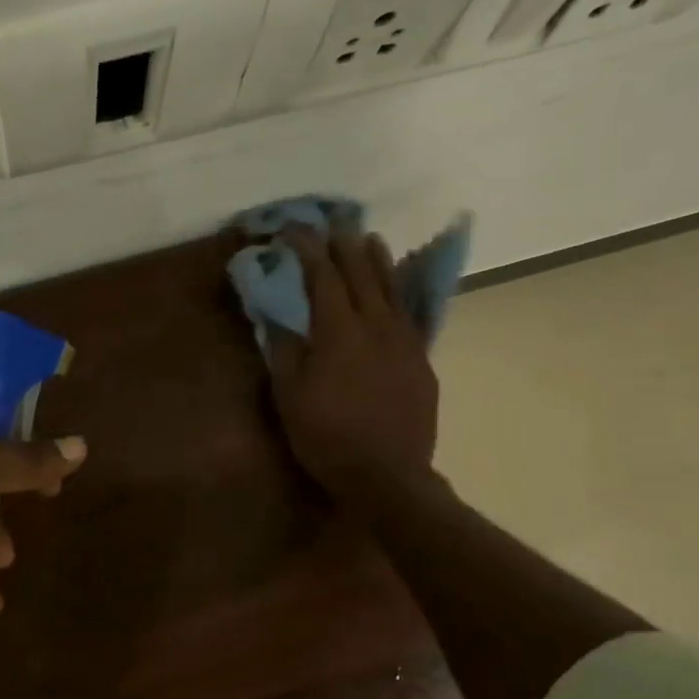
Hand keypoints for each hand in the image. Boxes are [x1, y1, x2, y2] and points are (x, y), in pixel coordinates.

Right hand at [268, 228, 437, 499]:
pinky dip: (399, 293)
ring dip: (377, 260)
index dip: (307, 249)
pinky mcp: (421, 361)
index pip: (322, 277)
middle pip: (361, 274)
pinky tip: (396, 290)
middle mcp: (376, 326)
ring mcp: (404, 342)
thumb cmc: (327, 438)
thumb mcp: (289, 397)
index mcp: (339, 331)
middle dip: (344, 245)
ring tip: (369, 238)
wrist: (387, 476)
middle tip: (334, 222)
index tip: (293, 229)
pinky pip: (409, 314)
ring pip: (391, 289)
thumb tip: (278, 313)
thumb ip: (284, 350)